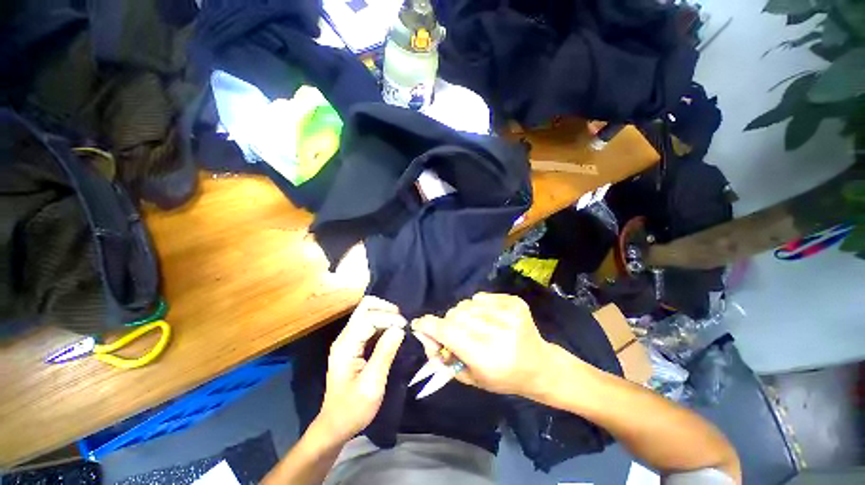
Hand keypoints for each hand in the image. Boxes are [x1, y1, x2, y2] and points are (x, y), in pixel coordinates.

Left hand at [315, 296, 405, 443]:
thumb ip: (385, 353)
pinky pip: (370, 323)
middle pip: (365, 307)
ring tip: (401, 326)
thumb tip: (399, 329)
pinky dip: (384, 322)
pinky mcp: (355, 343)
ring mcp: (349, 339)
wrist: (336, 425)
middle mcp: (345, 336)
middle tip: (403, 321)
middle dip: (386, 309)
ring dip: (386, 314)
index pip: (368, 317)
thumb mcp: (372, 384)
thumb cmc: (353, 409)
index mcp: (346, 345)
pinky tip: (393, 332)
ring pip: (368, 312)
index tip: (405, 328)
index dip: (388, 318)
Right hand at [411, 292, 552, 396]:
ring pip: (466, 304)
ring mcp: (509, 314)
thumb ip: (443, 357)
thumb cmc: (502, 378)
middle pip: (455, 315)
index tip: (418, 324)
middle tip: (452, 333)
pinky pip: (480, 297)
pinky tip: (486, 318)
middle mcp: (499, 333)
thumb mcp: (470, 377)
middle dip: (447, 323)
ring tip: (472, 326)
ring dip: (462, 314)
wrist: (539, 366)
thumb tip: (424, 334)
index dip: (429, 326)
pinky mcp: (514, 302)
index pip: (448, 332)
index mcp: (488, 357)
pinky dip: (476, 306)